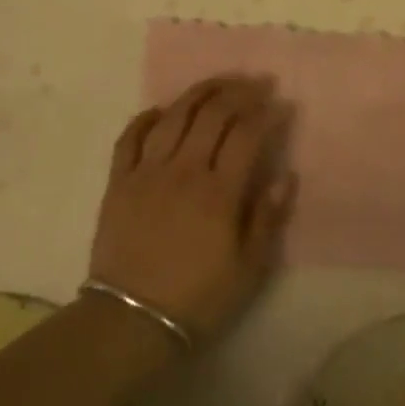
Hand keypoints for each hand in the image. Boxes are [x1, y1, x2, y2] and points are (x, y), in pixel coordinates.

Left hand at [88, 75, 296, 343]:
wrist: (129, 322)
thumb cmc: (196, 299)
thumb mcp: (247, 270)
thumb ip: (267, 219)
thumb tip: (286, 176)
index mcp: (218, 193)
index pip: (246, 135)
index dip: (266, 114)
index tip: (282, 105)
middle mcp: (183, 171)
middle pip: (212, 115)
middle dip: (238, 92)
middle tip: (256, 84)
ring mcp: (147, 172)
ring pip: (174, 117)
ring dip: (198, 93)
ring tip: (217, 83)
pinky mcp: (119, 182)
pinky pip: (130, 138)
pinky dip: (146, 118)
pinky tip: (161, 110)